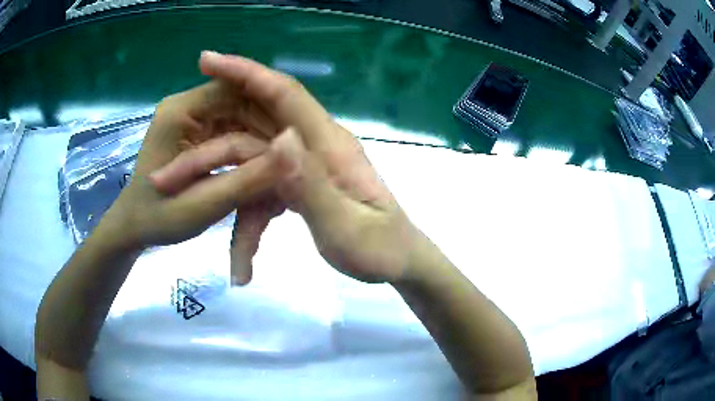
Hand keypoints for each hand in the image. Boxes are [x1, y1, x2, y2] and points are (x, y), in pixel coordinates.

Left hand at [105, 80, 277, 248]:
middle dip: (268, 128)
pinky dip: (250, 147)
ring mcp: (192, 118)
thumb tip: (293, 153)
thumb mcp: (203, 204)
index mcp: (181, 111)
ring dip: (261, 139)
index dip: (270, 107)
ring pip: (241, 115)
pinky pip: (233, 129)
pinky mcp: (197, 132)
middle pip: (242, 100)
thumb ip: (247, 179)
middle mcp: (187, 106)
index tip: (297, 140)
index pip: (236, 88)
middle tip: (294, 158)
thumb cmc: (158, 218)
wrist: (134, 227)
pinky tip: (262, 167)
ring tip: (282, 165)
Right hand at [151, 52, 425, 282]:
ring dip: (218, 189)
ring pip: (248, 165)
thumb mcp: (347, 228)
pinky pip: (261, 195)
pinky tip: (241, 263)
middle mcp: (314, 147)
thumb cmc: (381, 250)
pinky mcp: (299, 188)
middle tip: (167, 165)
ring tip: (184, 212)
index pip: (283, 94)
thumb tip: (280, 138)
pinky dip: (247, 227)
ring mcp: (304, 168)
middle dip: (208, 143)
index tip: (207, 60)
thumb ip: (313, 186)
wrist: (399, 264)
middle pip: (253, 128)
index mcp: (330, 145)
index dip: (245, 73)